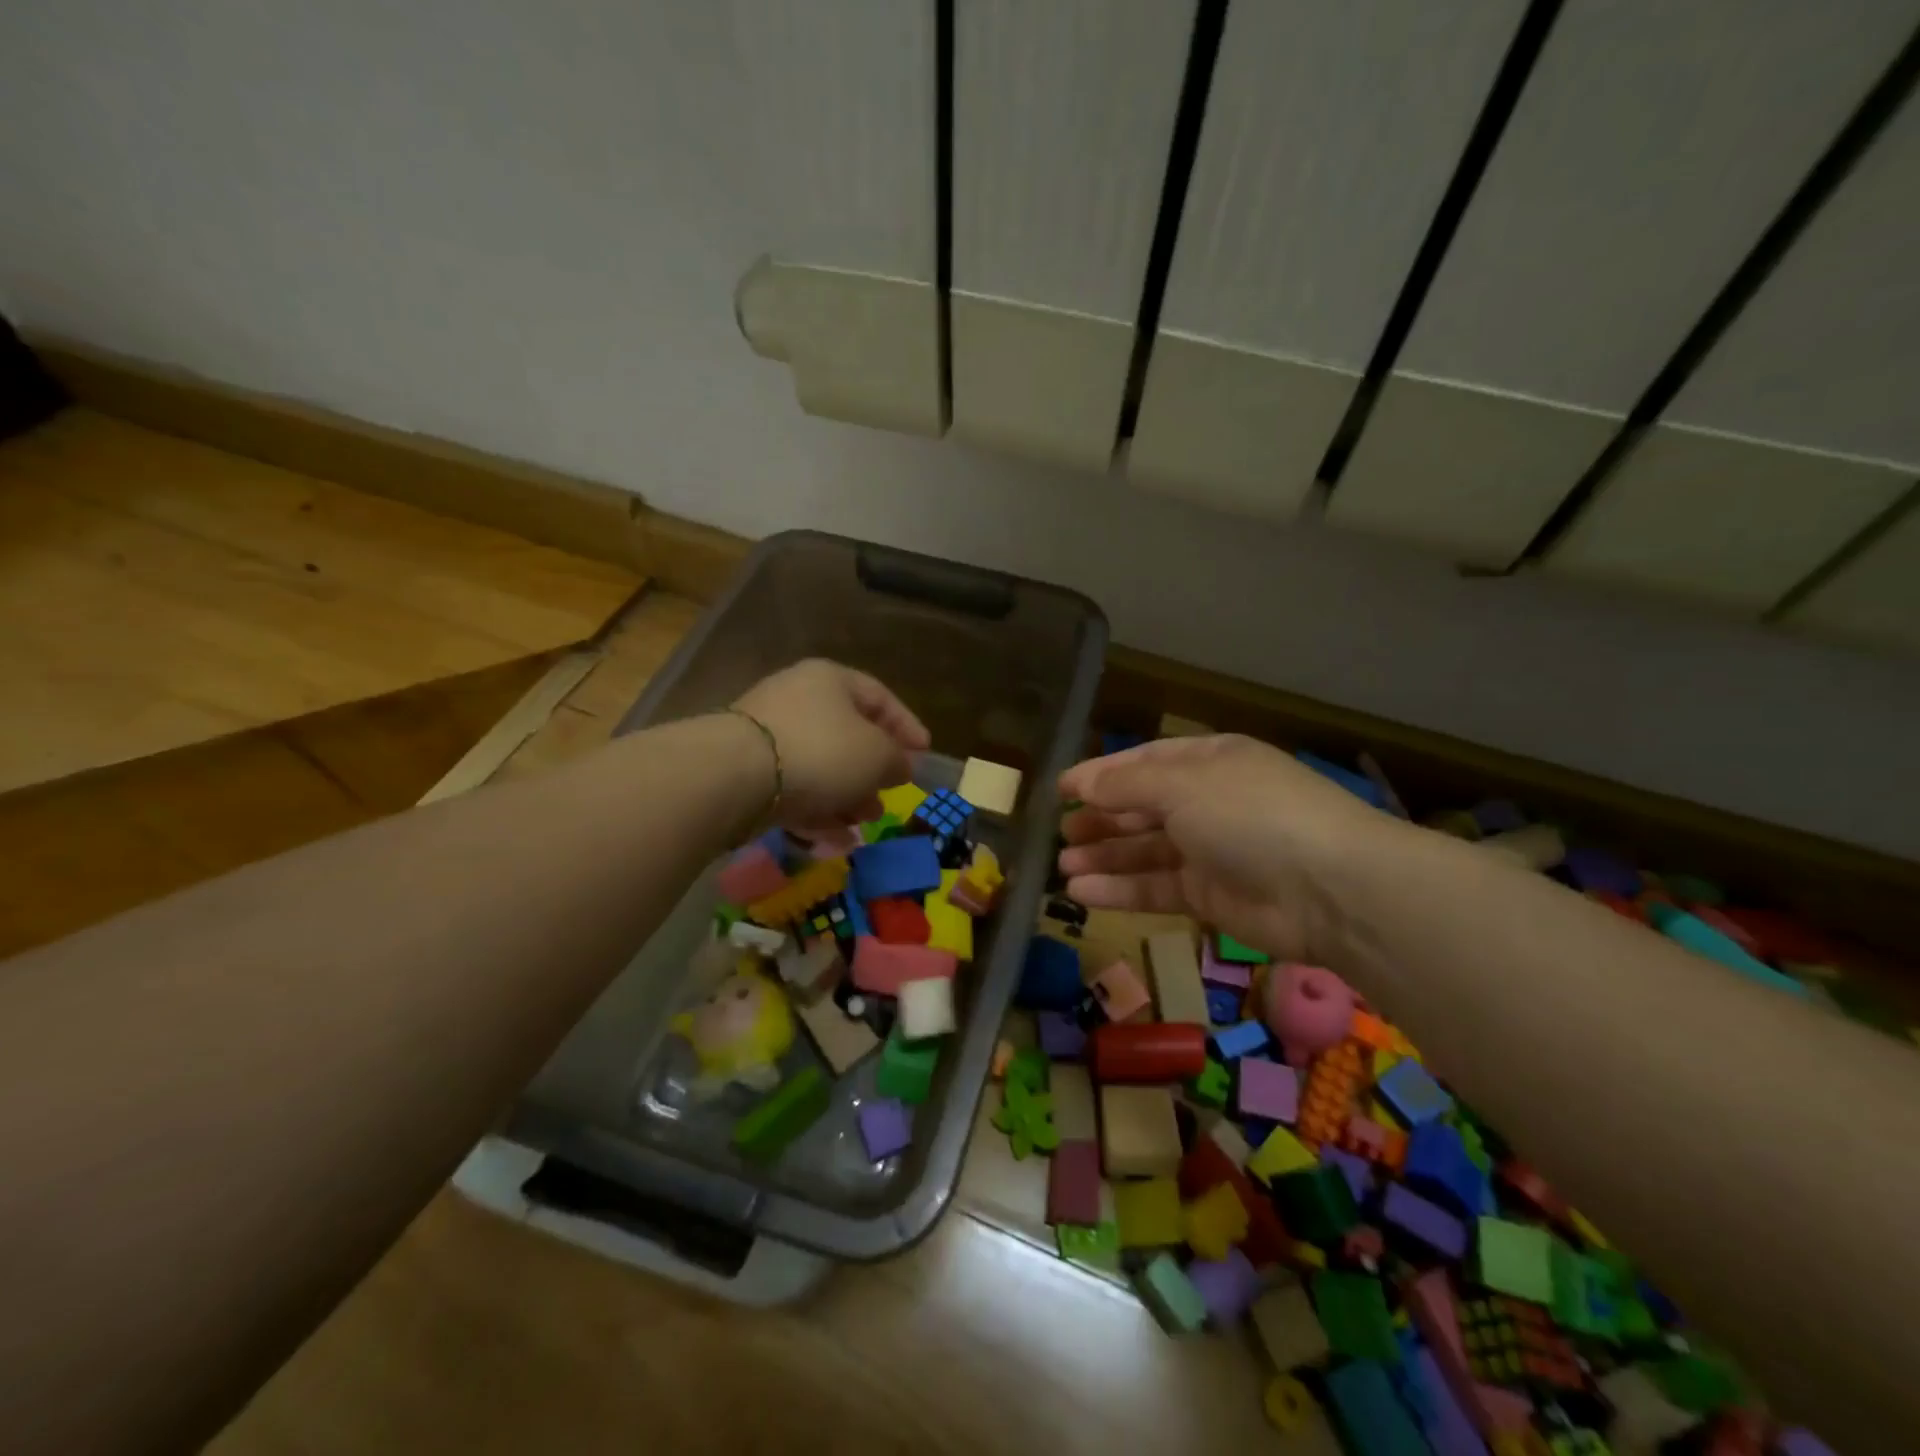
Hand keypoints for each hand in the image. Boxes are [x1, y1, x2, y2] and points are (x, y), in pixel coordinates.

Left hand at [732, 660, 929, 833]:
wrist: (735, 776)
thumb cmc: (821, 751)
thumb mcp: (877, 755)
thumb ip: (896, 759)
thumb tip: (899, 765)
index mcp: (830, 680)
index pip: (879, 697)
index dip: (906, 725)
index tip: (925, 752)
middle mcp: (797, 699)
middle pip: (847, 733)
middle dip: (873, 769)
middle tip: (890, 792)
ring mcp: (767, 735)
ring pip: (820, 765)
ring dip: (847, 794)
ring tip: (864, 820)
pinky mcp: (747, 771)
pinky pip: (793, 788)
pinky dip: (817, 810)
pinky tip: (835, 838)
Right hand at [1057, 735, 1399, 962]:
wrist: (1330, 889)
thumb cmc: (1250, 814)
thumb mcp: (1181, 785)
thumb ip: (1124, 786)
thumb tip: (1079, 783)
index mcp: (1208, 762)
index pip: (1144, 763)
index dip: (1102, 774)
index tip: (1061, 789)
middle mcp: (1209, 802)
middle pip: (1143, 808)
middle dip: (1101, 819)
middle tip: (1061, 833)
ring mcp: (1211, 852)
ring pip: (1145, 851)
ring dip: (1104, 857)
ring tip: (1062, 865)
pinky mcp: (1211, 897)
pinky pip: (1156, 888)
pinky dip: (1120, 890)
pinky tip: (1081, 893)